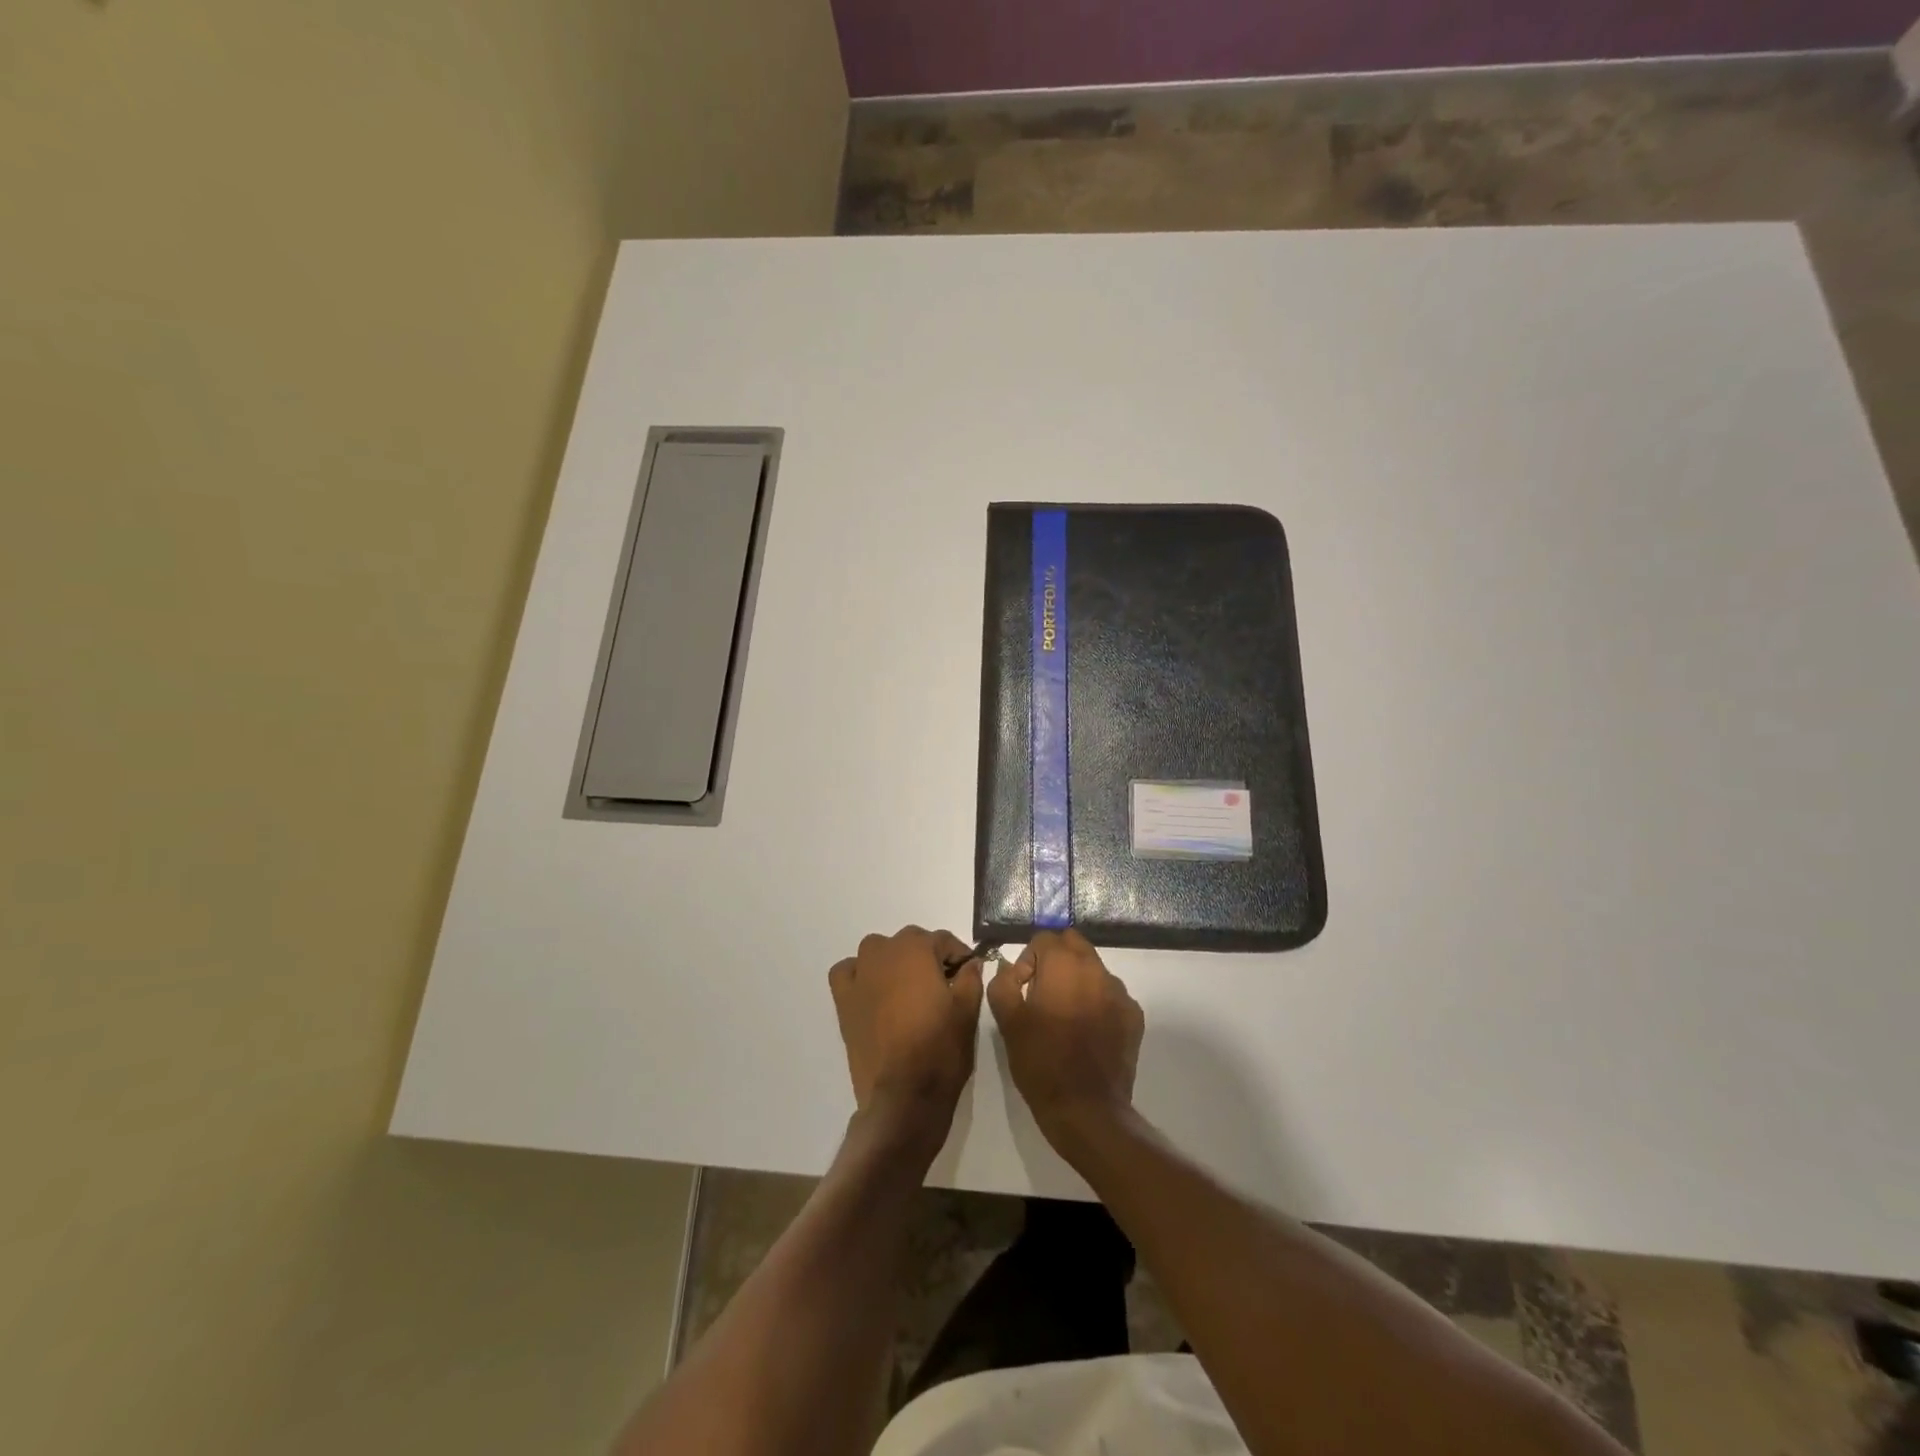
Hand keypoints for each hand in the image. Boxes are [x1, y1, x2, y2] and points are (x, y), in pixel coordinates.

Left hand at [829, 927, 984, 1147]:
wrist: (903, 1095)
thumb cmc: (940, 1048)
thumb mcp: (967, 1011)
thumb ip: (971, 978)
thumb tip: (972, 962)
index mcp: (916, 951)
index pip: (942, 939)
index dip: (959, 954)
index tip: (968, 971)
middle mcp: (884, 953)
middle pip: (910, 941)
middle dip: (927, 956)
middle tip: (943, 983)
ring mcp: (860, 975)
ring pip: (877, 951)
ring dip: (893, 959)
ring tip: (908, 986)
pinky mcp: (844, 1000)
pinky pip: (848, 972)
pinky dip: (859, 973)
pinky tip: (872, 989)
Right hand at [987, 929, 1143, 1148]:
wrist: (1086, 1109)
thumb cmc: (1041, 1061)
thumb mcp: (1008, 1022)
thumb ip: (1003, 983)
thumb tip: (1010, 967)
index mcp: (1064, 965)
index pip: (1044, 938)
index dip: (1028, 960)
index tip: (1022, 989)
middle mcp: (1097, 969)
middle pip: (1074, 944)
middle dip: (1056, 960)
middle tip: (1042, 994)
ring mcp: (1120, 993)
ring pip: (1094, 969)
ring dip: (1078, 981)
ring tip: (1065, 1016)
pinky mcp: (1133, 1016)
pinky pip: (1111, 995)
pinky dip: (1097, 1003)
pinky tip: (1087, 1032)